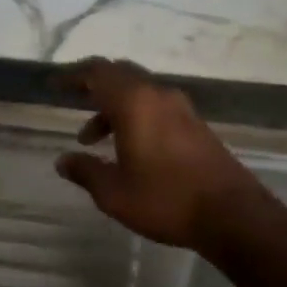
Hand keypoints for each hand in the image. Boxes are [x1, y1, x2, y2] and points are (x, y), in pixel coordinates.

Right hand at [54, 58, 272, 250]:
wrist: (232, 214)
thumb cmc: (166, 199)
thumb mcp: (115, 193)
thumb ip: (85, 172)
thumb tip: (62, 161)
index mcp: (135, 102)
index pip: (97, 72)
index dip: (72, 75)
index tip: (54, 84)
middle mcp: (158, 95)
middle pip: (119, 75)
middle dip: (93, 86)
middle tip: (72, 100)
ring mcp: (181, 108)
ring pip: (138, 92)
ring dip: (113, 106)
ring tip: (92, 139)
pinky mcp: (195, 125)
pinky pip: (155, 106)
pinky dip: (134, 116)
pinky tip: (127, 148)